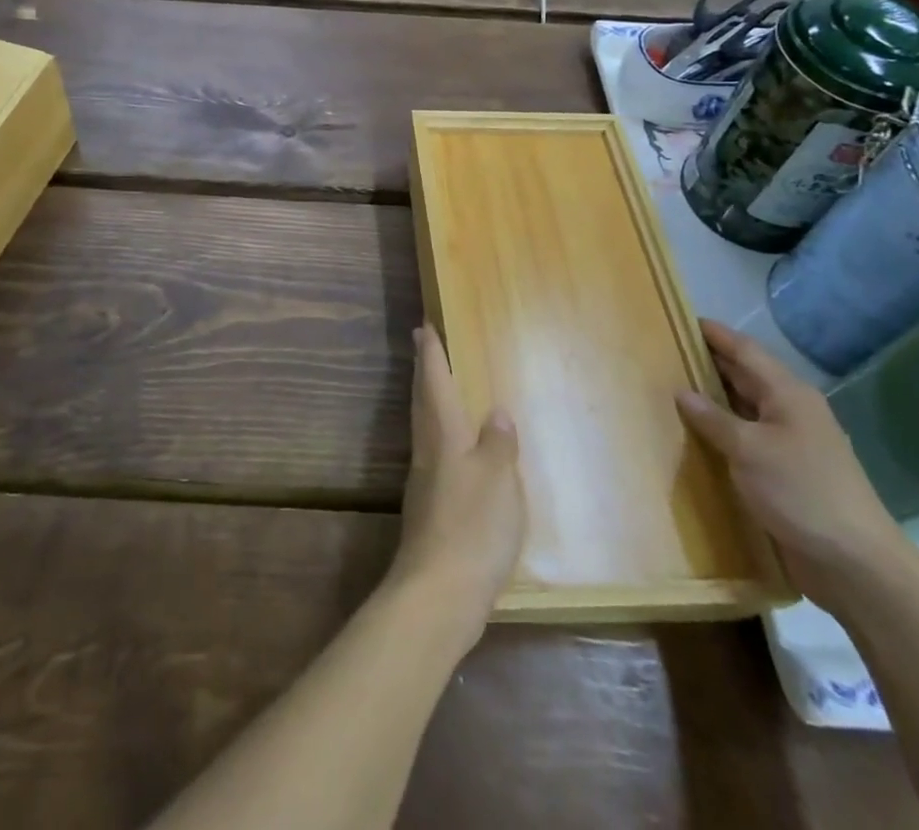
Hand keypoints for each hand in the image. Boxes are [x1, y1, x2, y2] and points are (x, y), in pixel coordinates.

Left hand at [387, 325, 524, 646]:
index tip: (423, 326)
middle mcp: (427, 452)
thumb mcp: (498, 480)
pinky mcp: (429, 511)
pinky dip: (439, 438)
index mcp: (443, 435)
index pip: (434, 383)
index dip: (430, 354)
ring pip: (424, 428)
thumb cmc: (473, 526)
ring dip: (428, 401)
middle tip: (421, 344)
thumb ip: (498, 444)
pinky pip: (433, 456)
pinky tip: (453, 453)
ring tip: (437, 389)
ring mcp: (424, 483)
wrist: (438, 593)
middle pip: (422, 401)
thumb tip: (495, 412)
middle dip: (423, 371)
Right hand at [677, 319, 913, 611]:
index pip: (744, 350)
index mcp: (788, 394)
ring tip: (671, 389)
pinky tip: (696, 435)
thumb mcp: (749, 450)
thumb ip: (713, 418)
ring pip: (744, 408)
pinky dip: (722, 431)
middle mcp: (791, 411)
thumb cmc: (802, 492)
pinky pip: (746, 439)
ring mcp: (791, 443)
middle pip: (744, 376)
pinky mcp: (786, 472)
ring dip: (713, 399)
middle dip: (708, 363)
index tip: (680, 319)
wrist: (856, 564)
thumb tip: (682, 392)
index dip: (714, 334)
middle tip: (665, 352)